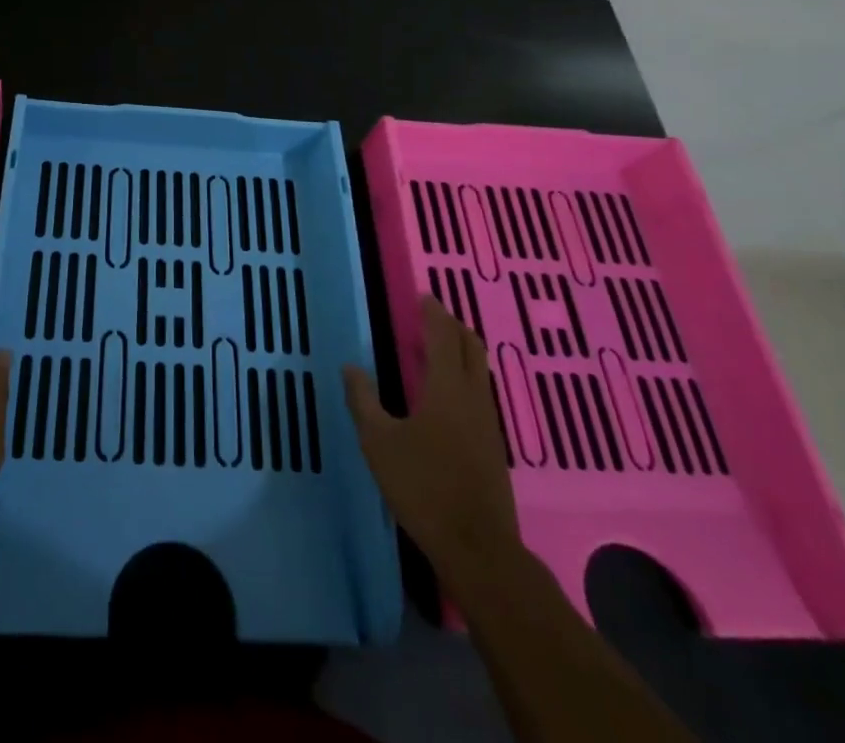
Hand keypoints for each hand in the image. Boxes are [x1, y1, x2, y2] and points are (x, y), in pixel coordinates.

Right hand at [343, 297, 520, 592]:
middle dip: (453, 326)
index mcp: (447, 388)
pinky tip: (446, 395)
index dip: (434, 313)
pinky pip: (480, 393)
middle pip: (471, 347)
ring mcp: (488, 422)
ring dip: (461, 351)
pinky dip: (464, 377)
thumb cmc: (423, 487)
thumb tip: (351, 367)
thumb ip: (363, 400)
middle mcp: (473, 396)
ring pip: (479, 370)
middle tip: (431, 316)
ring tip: (436, 349)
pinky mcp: (493, 446)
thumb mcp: (378, 442)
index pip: (444, 336)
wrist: (478, 548)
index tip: (424, 296)